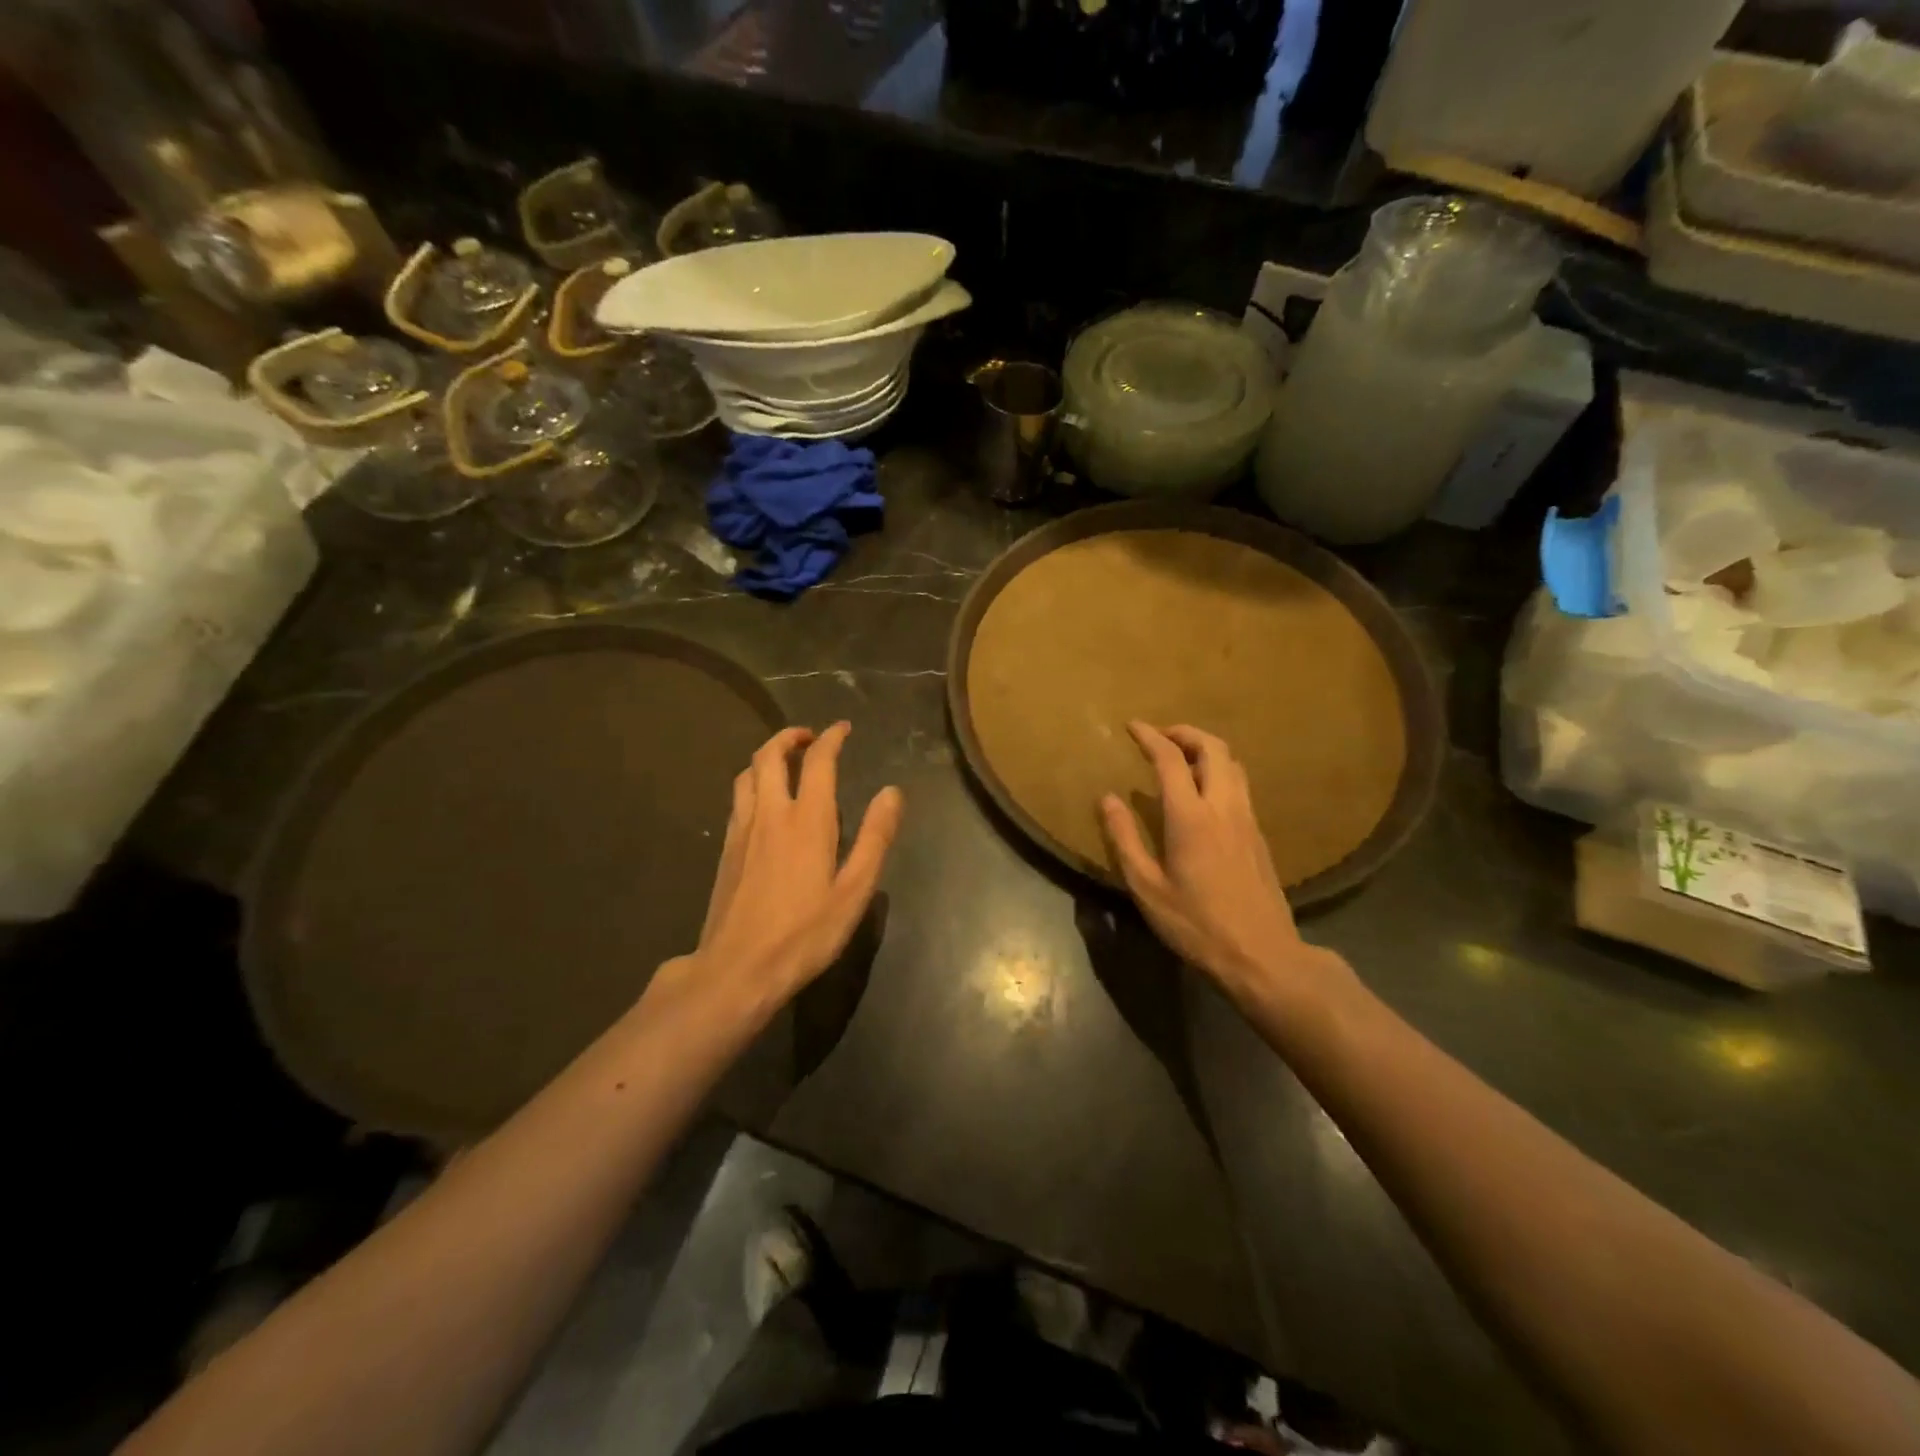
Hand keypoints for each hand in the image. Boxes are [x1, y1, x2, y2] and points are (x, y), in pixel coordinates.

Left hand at [658, 723, 902, 1021]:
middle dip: (789, 737)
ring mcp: (742, 830)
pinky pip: (738, 799)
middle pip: (770, 756)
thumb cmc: (805, 933)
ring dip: (766, 757)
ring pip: (747, 774)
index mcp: (807, 820)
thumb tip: (892, 792)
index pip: (818, 762)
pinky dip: (752, 783)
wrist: (737, 969)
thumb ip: (875, 837)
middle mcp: (770, 814)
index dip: (831, 738)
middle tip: (810, 737)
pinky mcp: (726, 850)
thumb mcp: (854, 890)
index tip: (843, 728)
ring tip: (785, 762)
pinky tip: (763, 803)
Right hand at [1100, 723, 1340, 1005]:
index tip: (1132, 726)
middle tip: (1159, 736)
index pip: (1171, 759)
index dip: (1150, 737)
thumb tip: (1107, 799)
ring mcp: (1247, 818)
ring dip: (1206, 748)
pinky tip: (1202, 791)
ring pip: (1232, 763)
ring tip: (1180, 758)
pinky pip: (1240, 784)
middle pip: (1213, 747)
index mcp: (1191, 817)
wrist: (1262, 954)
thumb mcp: (1147, 888)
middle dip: (1184, 732)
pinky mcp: (1258, 833)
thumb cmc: (1197, 924)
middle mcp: (1223, 807)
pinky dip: (1219, 770)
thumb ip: (1125, 839)